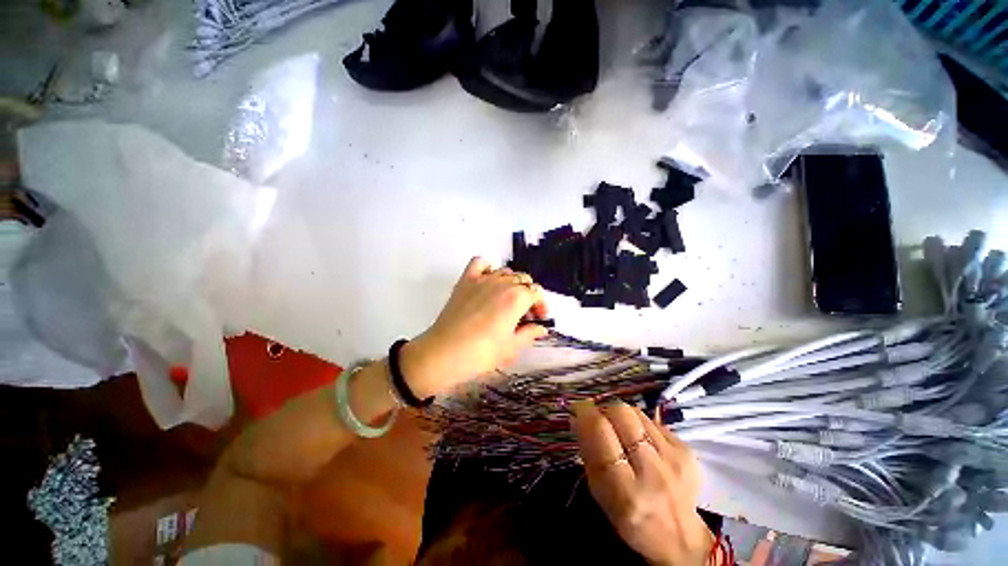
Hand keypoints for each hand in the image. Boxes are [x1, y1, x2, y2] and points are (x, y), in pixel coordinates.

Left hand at [401, 257, 548, 397]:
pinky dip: (488, 267)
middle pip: (524, 280)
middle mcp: (502, 283)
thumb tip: (542, 328)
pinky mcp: (466, 280)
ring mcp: (482, 279)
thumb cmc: (482, 353)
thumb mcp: (511, 348)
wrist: (444, 353)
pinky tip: (489, 281)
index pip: (537, 292)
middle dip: (529, 295)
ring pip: (506, 271)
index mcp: (517, 298)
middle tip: (524, 315)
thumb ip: (530, 334)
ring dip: (512, 283)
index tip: (539, 319)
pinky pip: (480, 263)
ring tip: (507, 301)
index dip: (541, 305)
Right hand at [571, 399, 714, 565]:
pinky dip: (640, 424)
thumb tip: (578, 415)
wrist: (680, 537)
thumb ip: (588, 453)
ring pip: (637, 413)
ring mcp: (674, 459)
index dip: (586, 413)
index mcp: (625, 491)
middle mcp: (652, 472)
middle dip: (604, 410)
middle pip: (621, 414)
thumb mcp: (599, 493)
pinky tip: (641, 441)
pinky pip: (654, 421)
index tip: (579, 408)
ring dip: (622, 416)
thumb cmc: (629, 516)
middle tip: (599, 417)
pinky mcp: (687, 450)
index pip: (601, 432)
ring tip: (620, 430)